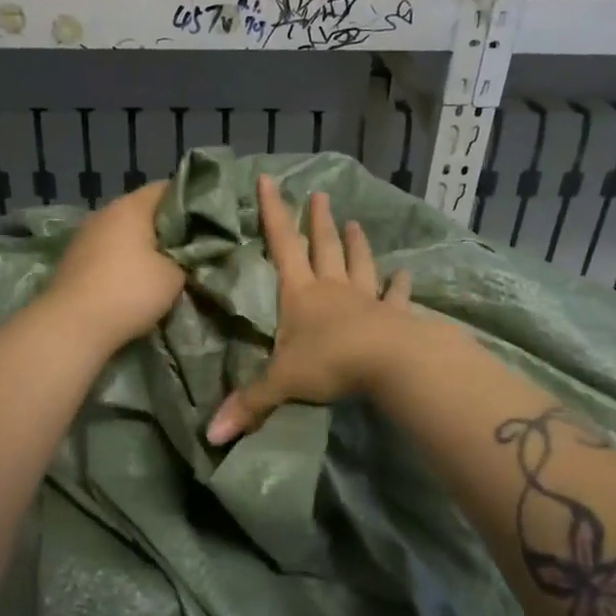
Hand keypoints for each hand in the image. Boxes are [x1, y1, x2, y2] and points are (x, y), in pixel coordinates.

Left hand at [44, 181, 185, 352]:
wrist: (73, 325)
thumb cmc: (130, 292)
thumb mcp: (174, 277)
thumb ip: (185, 259)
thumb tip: (184, 257)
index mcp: (131, 207)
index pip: (167, 189)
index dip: (190, 202)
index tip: (206, 222)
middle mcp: (104, 213)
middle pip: (143, 212)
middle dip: (166, 228)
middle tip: (190, 248)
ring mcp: (84, 236)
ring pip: (123, 234)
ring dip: (142, 248)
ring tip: (164, 268)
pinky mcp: (73, 260)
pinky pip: (107, 253)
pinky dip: (123, 263)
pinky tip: (134, 282)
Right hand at [206, 175, 414, 444]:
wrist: (388, 362)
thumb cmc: (329, 362)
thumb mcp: (281, 383)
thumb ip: (249, 405)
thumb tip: (210, 436)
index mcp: (300, 294)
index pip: (281, 246)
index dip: (273, 213)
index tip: (269, 180)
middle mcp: (332, 289)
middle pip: (323, 248)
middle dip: (318, 222)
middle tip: (320, 195)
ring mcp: (365, 300)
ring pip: (359, 264)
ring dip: (356, 244)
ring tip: (355, 223)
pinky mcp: (393, 316)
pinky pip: (395, 297)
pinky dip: (400, 285)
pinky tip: (406, 274)